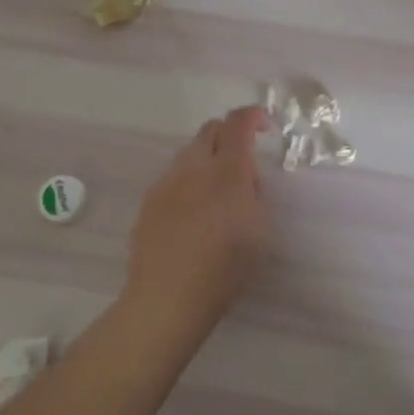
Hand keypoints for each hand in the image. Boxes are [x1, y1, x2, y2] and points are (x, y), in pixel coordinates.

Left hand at [125, 106, 271, 328]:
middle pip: (210, 129)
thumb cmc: (224, 269)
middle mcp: (195, 167)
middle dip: (229, 134)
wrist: (167, 299)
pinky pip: (173, 177)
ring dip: (208, 159)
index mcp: (227, 171)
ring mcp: (167, 182)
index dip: (253, 116)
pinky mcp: (149, 201)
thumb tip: (244, 178)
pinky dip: (188, 182)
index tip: (265, 126)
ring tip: (216, 193)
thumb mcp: (259, 231)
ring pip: (190, 153)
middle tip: (243, 161)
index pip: (238, 122)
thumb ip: (253, 194)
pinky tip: (192, 215)